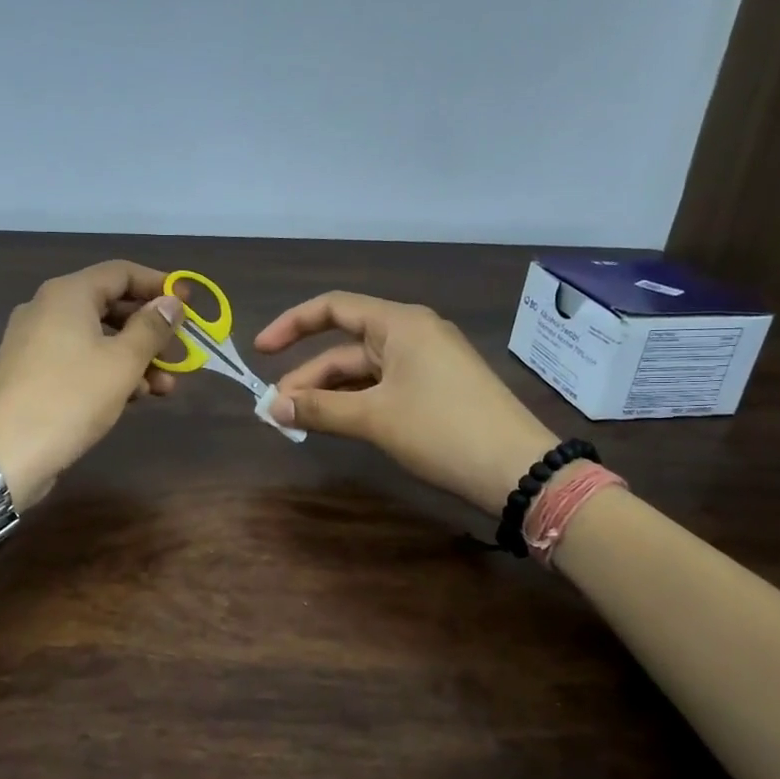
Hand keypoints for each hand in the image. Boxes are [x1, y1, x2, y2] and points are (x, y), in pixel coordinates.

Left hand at [0, 260, 184, 506]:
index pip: (121, 272)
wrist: (5, 452)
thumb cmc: (71, 397)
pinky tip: (133, 397)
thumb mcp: (123, 361)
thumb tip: (172, 302)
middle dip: (150, 330)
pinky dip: (108, 371)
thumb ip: (152, 328)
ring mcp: (34, 342)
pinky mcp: (30, 373)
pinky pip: (78, 359)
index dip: (159, 285)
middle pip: (110, 306)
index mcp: (68, 294)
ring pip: (96, 338)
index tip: (189, 304)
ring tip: (165, 387)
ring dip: (134, 357)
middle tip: (181, 352)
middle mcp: (47, 308)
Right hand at [256, 293, 558, 515]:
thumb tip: (272, 409)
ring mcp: (427, 363)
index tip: (260, 352)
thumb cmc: (442, 430)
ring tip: (295, 421)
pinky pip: (382, 387)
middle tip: (275, 411)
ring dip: (328, 394)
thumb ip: (319, 409)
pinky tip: (334, 423)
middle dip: (307, 376)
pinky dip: (354, 402)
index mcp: (399, 323)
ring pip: (362, 371)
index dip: (291, 325)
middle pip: (345, 346)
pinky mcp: (436, 390)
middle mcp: (412, 334)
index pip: (333, 308)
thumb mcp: (375, 418)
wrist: (519, 470)